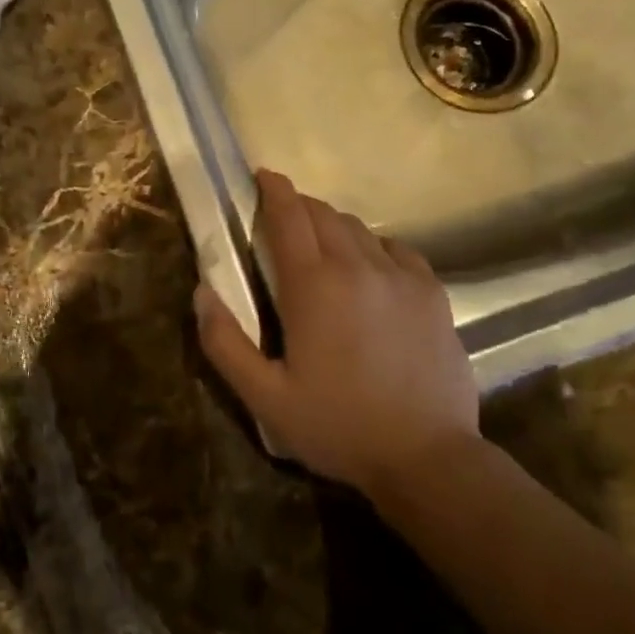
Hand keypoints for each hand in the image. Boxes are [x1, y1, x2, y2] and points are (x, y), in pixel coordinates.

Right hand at [194, 170, 479, 493]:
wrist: (427, 458)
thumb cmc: (338, 427)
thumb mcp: (266, 397)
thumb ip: (225, 343)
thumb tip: (202, 292)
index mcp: (313, 285)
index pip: (288, 216)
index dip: (273, 189)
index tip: (262, 176)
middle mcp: (357, 266)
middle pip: (323, 214)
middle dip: (299, 206)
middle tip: (283, 218)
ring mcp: (400, 276)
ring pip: (359, 228)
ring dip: (334, 226)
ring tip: (323, 246)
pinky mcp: (432, 293)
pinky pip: (398, 249)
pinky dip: (375, 246)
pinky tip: (370, 267)